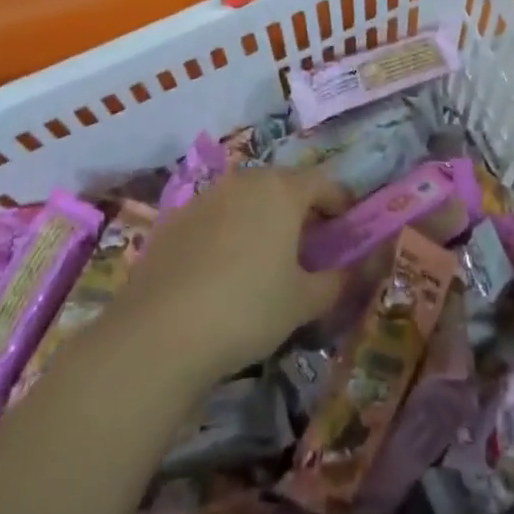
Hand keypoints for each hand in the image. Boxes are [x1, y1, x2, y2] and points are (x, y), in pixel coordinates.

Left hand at [110, 167, 349, 381]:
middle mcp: (245, 181)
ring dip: (263, 217)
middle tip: (309, 244)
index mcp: (283, 190)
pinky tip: (224, 269)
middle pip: (283, 185)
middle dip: (300, 209)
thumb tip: (353, 271)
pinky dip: (229, 231)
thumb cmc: (247, 309)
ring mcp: (206, 196)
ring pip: (246, 198)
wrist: (159, 332)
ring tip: (267, 256)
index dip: (340, 204)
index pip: (324, 184)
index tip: (347, 228)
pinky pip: (215, 216)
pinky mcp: (175, 219)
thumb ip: (336, 281)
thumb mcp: (303, 302)